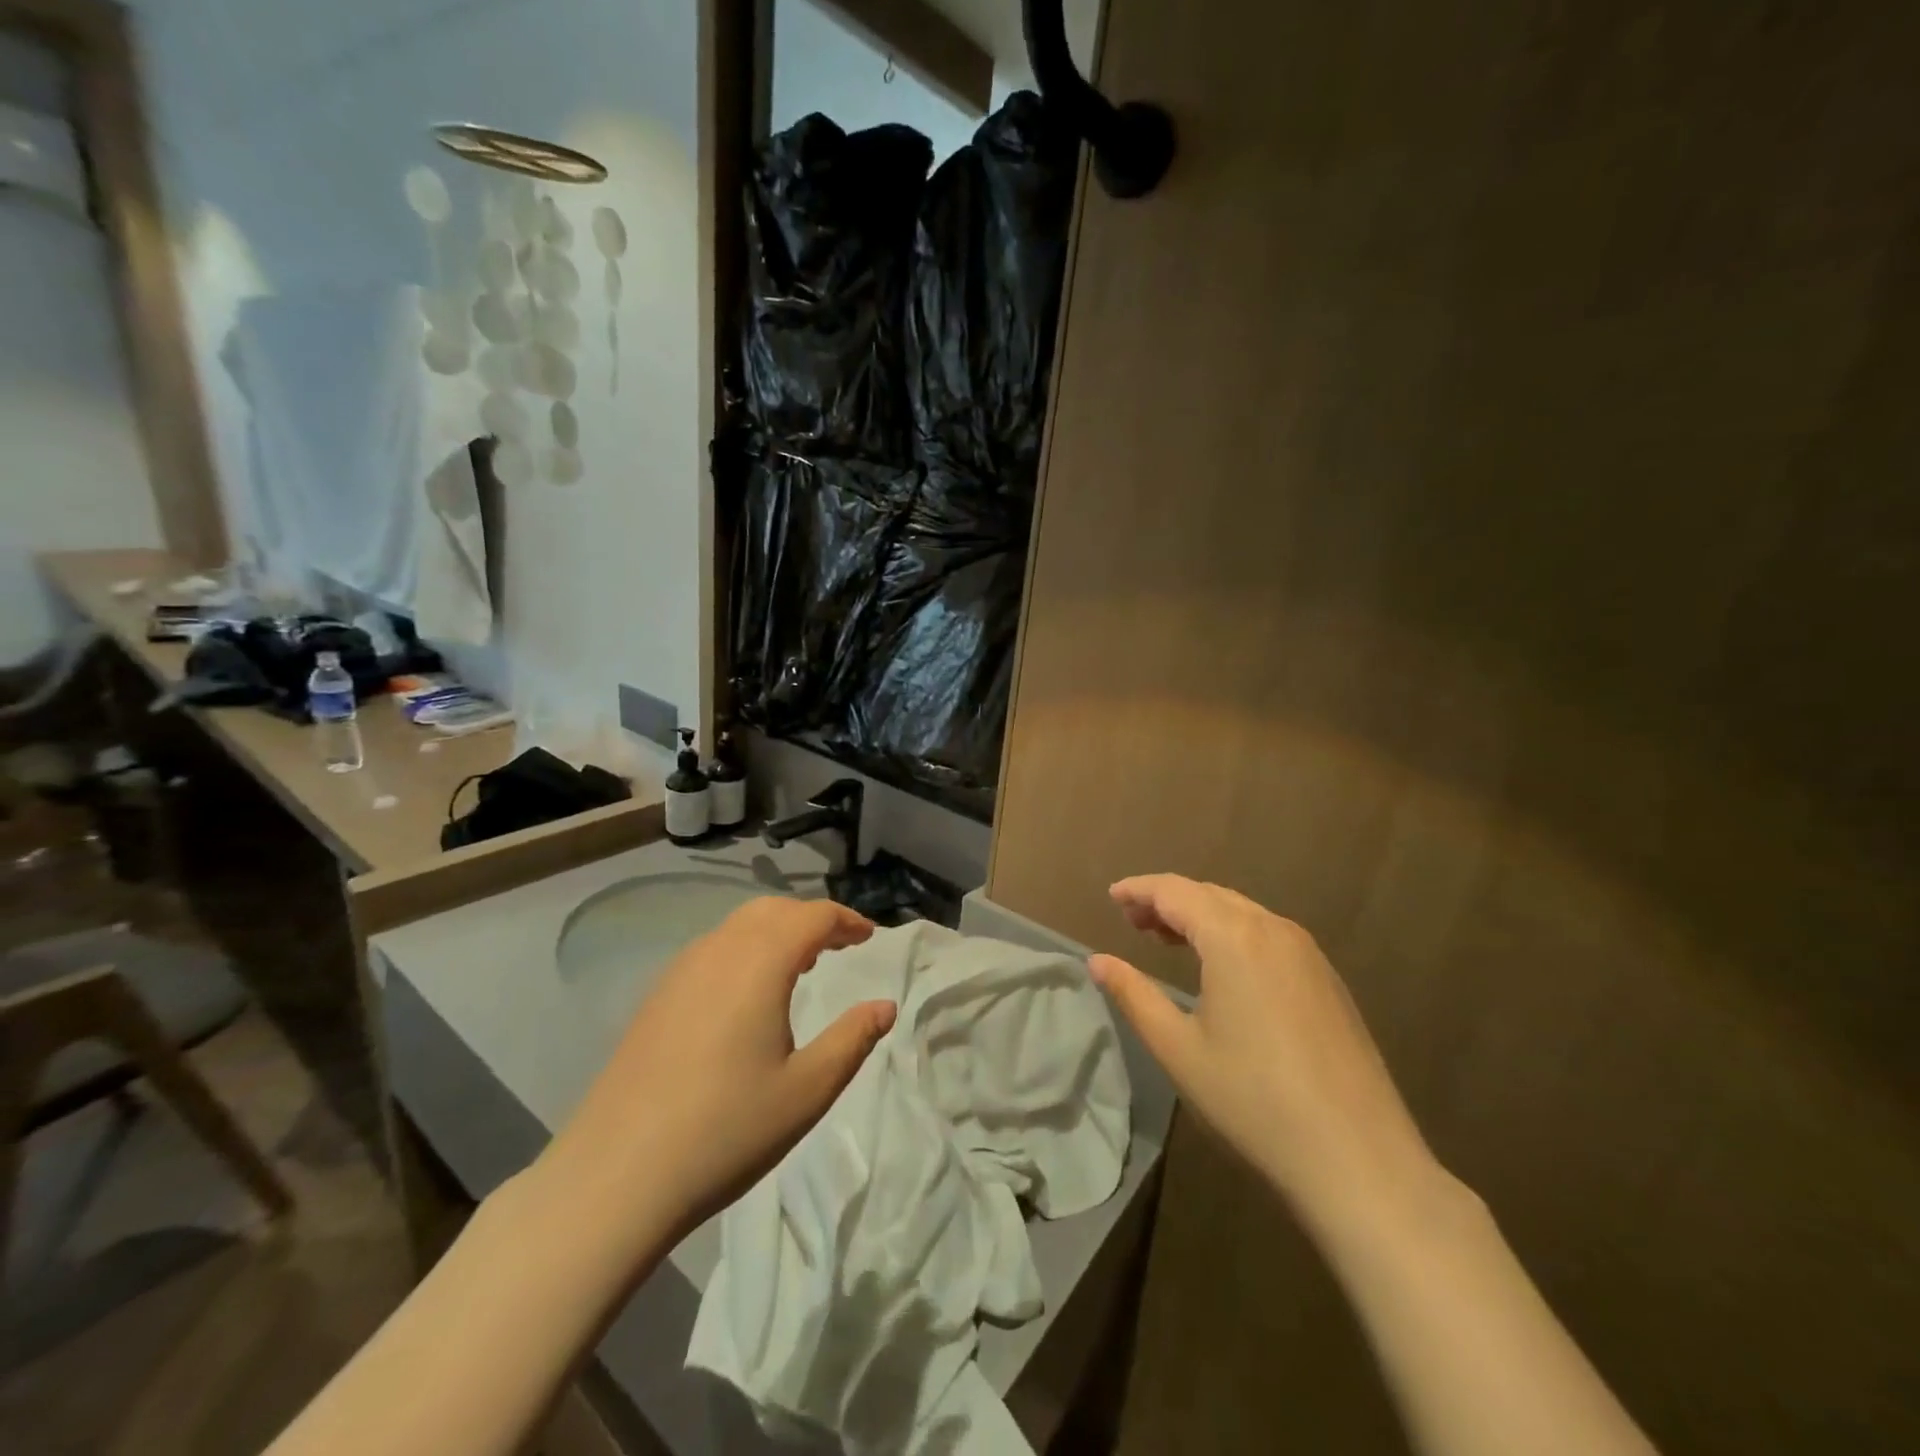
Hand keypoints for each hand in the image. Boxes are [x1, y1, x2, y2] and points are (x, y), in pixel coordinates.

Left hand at [541, 897, 895, 1255]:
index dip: (847, 920)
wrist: (615, 1177)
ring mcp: (680, 972)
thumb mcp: (807, 1090)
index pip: (813, 916)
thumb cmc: (725, 1131)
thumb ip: (853, 1039)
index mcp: (759, 963)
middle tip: (841, 945)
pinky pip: (712, 949)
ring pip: (739, 926)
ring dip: (777, 931)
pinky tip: (748, 993)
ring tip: (801, 964)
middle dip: (812, 919)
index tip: (870, 938)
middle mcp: (719, 951)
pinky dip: (745, 949)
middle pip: (774, 910)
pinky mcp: (656, 997)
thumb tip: (885, 1006)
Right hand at [1089, 875, 1442, 1229]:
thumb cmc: (1253, 1099)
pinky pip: (1267, 934)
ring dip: (1200, 915)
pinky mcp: (1327, 978)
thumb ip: (1133, 994)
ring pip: (1241, 912)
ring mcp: (1307, 952)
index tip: (1112, 898)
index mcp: (1233, 937)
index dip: (1139, 890)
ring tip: (1168, 940)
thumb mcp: (1178, 1048)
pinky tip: (1222, 967)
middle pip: (1209, 895)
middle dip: (1167, 901)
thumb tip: (1096, 961)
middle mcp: (1273, 929)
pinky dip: (1232, 933)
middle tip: (1133, 923)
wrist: (1358, 1157)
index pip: (1175, 891)